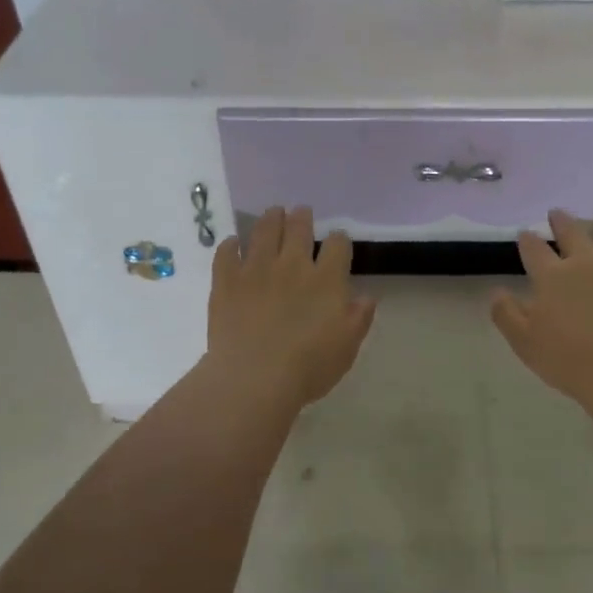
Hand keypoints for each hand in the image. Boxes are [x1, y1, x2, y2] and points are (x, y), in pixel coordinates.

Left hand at [205, 206, 375, 416]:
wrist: (254, 379)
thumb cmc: (308, 368)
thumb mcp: (347, 348)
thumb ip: (358, 318)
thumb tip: (366, 296)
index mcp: (326, 280)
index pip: (338, 244)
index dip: (339, 240)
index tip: (337, 243)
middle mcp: (292, 265)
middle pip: (299, 227)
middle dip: (302, 217)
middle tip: (301, 213)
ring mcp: (256, 269)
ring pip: (263, 230)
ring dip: (270, 218)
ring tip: (273, 213)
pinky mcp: (226, 280)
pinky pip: (226, 253)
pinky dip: (230, 246)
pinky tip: (232, 245)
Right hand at [491, 210, 592, 421]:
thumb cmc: (569, 360)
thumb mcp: (524, 342)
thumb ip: (506, 313)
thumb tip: (497, 291)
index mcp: (553, 276)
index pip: (534, 248)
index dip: (527, 239)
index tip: (524, 233)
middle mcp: (586, 263)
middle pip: (572, 232)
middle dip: (561, 221)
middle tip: (556, 212)